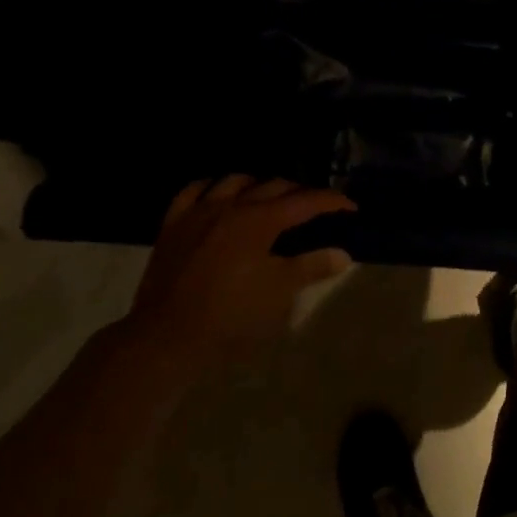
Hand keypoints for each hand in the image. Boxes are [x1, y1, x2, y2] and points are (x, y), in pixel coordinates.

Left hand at [123, 176, 353, 363]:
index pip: (306, 200)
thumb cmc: (230, 315)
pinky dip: (210, 188)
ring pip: (235, 181)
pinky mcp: (173, 225)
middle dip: (300, 192)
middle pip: (275, 185)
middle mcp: (232, 205)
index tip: (350, 207)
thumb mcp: (279, 294)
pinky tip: (217, 196)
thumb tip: (343, 254)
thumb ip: (311, 267)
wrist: (166, 336)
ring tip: (268, 198)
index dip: (332, 201)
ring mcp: (199, 212)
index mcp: (261, 220)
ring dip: (258, 185)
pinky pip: (193, 192)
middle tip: (315, 207)